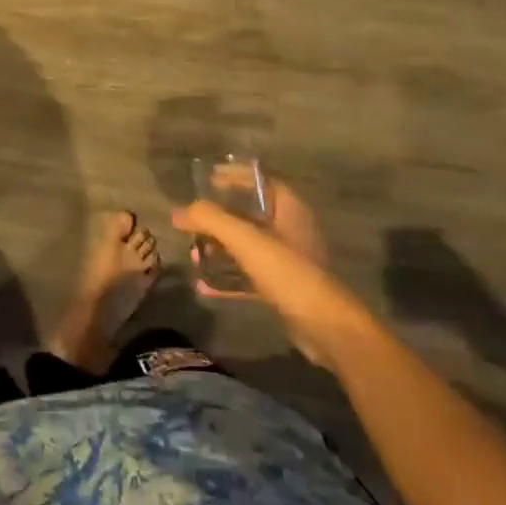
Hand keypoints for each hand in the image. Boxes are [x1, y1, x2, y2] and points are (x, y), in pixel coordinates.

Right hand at [173, 180, 370, 368]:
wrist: (327, 329)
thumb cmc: (288, 272)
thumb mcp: (245, 239)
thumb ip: (210, 219)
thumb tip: (178, 212)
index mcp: (289, 208)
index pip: (259, 180)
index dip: (233, 176)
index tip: (206, 179)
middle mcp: (289, 230)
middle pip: (247, 214)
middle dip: (217, 219)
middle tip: (191, 224)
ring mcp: (287, 260)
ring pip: (246, 246)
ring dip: (218, 249)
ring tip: (193, 256)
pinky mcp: (283, 288)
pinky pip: (249, 275)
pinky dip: (228, 277)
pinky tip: (205, 286)